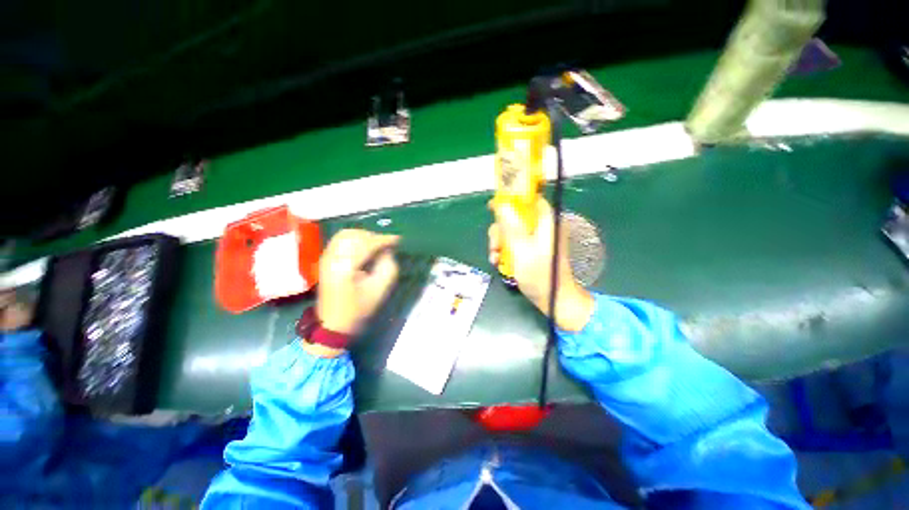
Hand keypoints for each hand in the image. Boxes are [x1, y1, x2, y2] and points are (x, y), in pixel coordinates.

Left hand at [317, 229, 399, 335]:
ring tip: (376, 245)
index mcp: (346, 267)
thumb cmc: (359, 309)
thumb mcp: (380, 290)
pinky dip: (354, 239)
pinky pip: (339, 240)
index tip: (398, 239)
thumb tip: (387, 250)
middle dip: (373, 236)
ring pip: (345, 234)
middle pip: (355, 235)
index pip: (367, 244)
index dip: (384, 239)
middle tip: (387, 244)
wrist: (333, 324)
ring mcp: (325, 258)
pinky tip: (364, 248)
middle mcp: (332, 258)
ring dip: (363, 236)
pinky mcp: (324, 260)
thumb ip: (387, 266)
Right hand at [488, 197, 594, 331]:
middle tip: (494, 245)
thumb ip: (511, 227)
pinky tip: (498, 261)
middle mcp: (542, 228)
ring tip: (495, 257)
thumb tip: (501, 205)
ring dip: (499, 243)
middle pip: (515, 217)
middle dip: (500, 230)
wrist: (553, 300)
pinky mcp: (531, 250)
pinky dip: (504, 251)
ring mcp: (536, 240)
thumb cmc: (540, 275)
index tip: (493, 206)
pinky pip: (513, 243)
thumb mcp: (522, 250)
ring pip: (511, 231)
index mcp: (547, 222)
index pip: (530, 200)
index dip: (511, 199)